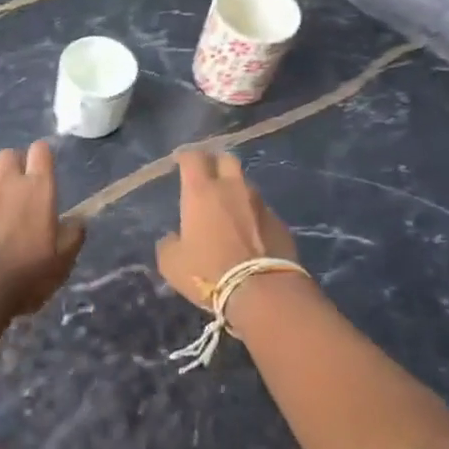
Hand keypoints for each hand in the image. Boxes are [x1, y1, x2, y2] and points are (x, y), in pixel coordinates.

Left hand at [0, 142, 85, 317]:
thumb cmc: (26, 274)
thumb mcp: (62, 261)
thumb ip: (72, 235)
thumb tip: (77, 220)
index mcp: (37, 188)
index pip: (40, 151)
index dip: (42, 158)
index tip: (43, 173)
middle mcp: (5, 182)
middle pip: (9, 156)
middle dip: (14, 167)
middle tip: (20, 194)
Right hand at [156, 150, 300, 308]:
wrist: (263, 291)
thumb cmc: (209, 272)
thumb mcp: (172, 263)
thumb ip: (168, 243)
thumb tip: (172, 238)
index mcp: (201, 191)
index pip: (193, 157)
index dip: (185, 156)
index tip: (180, 162)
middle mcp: (232, 188)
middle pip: (226, 159)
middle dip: (215, 163)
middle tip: (207, 177)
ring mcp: (260, 203)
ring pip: (246, 185)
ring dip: (236, 190)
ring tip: (229, 207)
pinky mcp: (280, 222)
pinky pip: (261, 209)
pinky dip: (252, 214)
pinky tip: (249, 231)